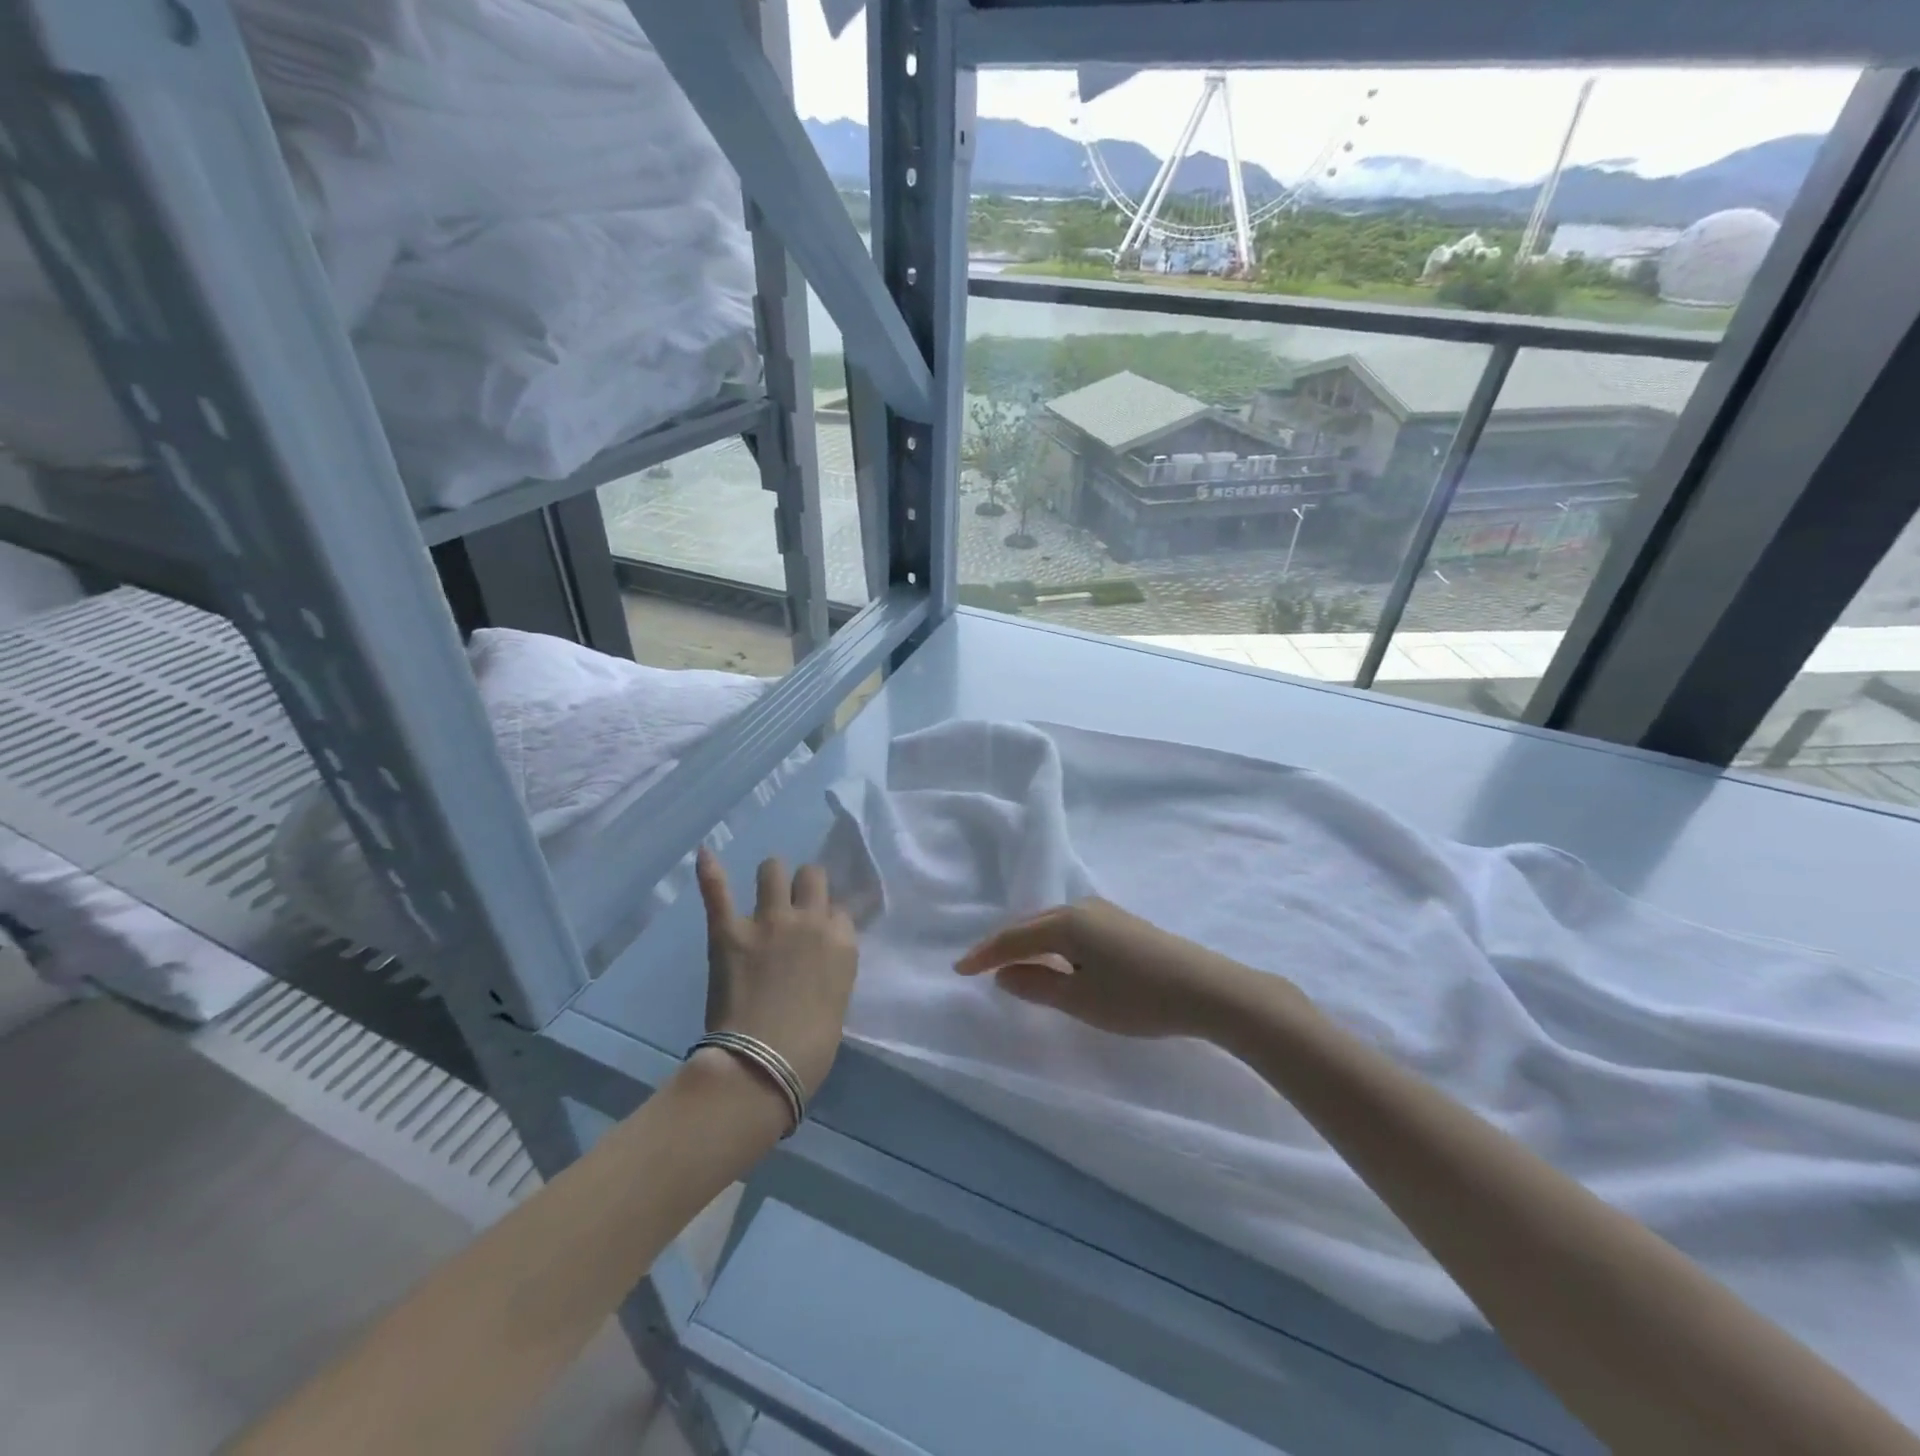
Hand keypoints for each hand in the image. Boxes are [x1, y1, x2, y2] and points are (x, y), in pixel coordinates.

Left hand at [695, 848, 857, 1097]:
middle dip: (805, 884)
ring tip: (766, 885)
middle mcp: (810, 920)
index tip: (820, 931)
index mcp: (842, 942)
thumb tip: (815, 959)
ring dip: (771, 875)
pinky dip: (710, 871)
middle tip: (795, 901)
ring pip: (773, 870)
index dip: (828, 918)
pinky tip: (705, 852)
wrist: (762, 1066)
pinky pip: (719, 891)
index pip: (839, 910)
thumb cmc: (810, 1048)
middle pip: (812, 876)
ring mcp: (768, 921)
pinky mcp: (730, 931)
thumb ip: (829, 967)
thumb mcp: (837, 999)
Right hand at [956, 898, 1271, 1041]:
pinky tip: (1055, 957)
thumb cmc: (1138, 998)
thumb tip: (1004, 974)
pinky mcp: (1121, 922)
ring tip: (1011, 963)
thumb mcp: (1080, 1000)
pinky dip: (1052, 942)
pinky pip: (1071, 927)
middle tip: (979, 965)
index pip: (1013, 937)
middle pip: (1031, 924)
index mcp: (1066, 923)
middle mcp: (1081, 907)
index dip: (984, 954)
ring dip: (1028, 942)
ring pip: (1052, 924)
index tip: (958, 969)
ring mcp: (1104, 911)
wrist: (1207, 989)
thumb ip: (1037, 985)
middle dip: (1003, 944)